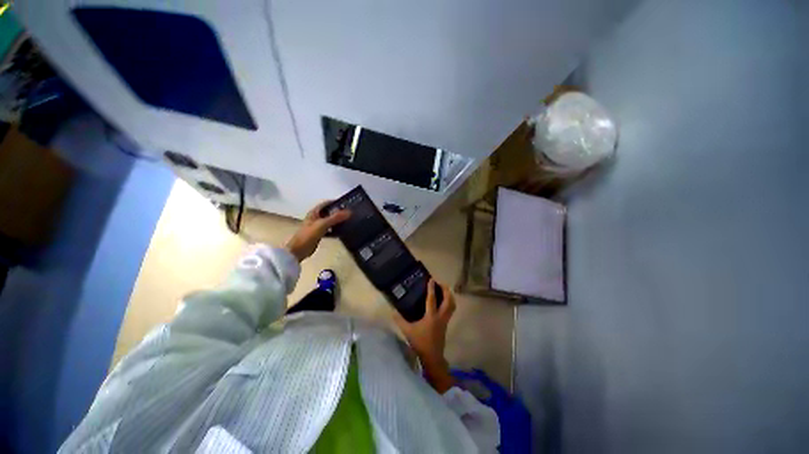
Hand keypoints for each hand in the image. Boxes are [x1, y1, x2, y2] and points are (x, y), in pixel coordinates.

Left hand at [285, 201, 349, 261]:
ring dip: (337, 220)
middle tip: (350, 213)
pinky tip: (342, 231)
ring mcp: (317, 226)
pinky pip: (329, 229)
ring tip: (349, 221)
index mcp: (314, 212)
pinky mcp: (319, 234)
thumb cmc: (309, 235)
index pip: (326, 203)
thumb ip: (335, 217)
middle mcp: (316, 217)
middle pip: (329, 212)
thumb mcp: (323, 224)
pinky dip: (335, 229)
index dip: (336, 202)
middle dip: (338, 212)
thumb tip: (349, 212)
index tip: (347, 203)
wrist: (299, 250)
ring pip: (330, 220)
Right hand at [393, 278, 456, 392]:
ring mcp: (445, 320)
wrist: (432, 357)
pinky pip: (450, 310)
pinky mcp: (446, 324)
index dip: (432, 288)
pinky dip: (449, 303)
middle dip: (446, 290)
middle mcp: (440, 316)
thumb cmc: (420, 343)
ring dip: (450, 296)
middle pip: (448, 301)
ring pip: (452, 305)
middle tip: (441, 283)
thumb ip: (400, 320)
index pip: (432, 299)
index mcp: (431, 316)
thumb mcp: (407, 331)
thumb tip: (392, 311)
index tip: (432, 279)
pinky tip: (443, 302)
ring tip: (444, 290)